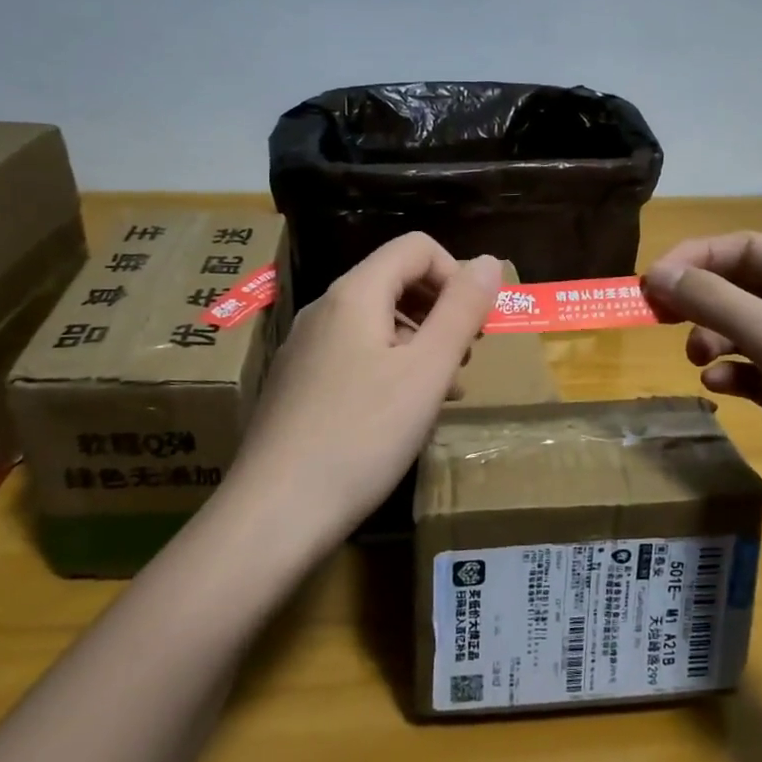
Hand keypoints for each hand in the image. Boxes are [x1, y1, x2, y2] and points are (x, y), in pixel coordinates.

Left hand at [229, 234, 502, 550]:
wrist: (274, 514)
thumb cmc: (361, 436)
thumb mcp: (426, 372)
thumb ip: (461, 310)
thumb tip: (488, 260)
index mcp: (355, 294)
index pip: (416, 247)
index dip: (455, 275)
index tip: (476, 324)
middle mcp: (325, 309)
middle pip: (395, 280)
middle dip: (440, 308)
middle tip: (466, 356)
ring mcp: (306, 347)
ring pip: (377, 320)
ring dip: (420, 341)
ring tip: (445, 388)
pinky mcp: (299, 383)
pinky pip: (356, 354)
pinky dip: (392, 366)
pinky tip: (406, 411)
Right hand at [644, 232, 761, 556]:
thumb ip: (713, 301)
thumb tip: (656, 275)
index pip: (748, 248)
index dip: (697, 257)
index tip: (653, 282)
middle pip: (745, 288)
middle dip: (701, 298)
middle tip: (659, 318)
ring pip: (748, 331)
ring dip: (714, 336)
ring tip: (696, 359)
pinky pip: (757, 373)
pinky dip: (732, 373)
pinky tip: (717, 387)